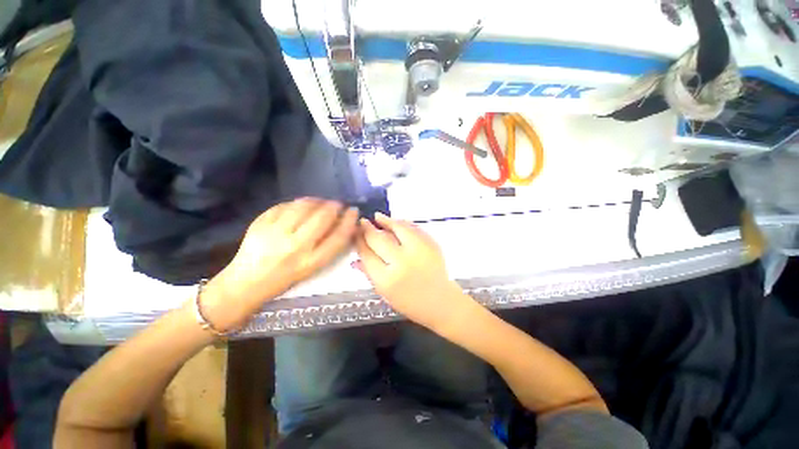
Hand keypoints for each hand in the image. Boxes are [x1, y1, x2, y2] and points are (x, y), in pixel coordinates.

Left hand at [203, 198, 358, 330]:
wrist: (246, 283)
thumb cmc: (285, 278)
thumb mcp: (313, 267)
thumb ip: (330, 246)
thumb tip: (345, 223)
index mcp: (310, 262)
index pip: (338, 236)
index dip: (350, 221)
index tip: (354, 211)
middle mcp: (295, 247)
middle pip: (323, 217)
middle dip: (335, 206)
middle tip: (338, 204)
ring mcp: (275, 233)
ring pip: (304, 206)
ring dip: (318, 201)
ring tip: (321, 202)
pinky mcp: (260, 223)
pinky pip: (285, 205)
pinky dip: (297, 203)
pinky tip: (300, 206)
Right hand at [355, 212, 465, 329]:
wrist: (440, 301)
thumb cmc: (410, 302)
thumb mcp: (385, 293)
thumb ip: (369, 273)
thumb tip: (355, 259)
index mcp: (387, 280)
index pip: (367, 254)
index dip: (359, 241)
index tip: (355, 234)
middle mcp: (402, 263)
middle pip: (379, 239)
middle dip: (368, 229)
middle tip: (363, 222)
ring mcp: (419, 251)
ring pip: (398, 228)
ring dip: (386, 221)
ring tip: (378, 217)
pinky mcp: (431, 244)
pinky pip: (414, 228)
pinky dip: (403, 223)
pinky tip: (396, 222)